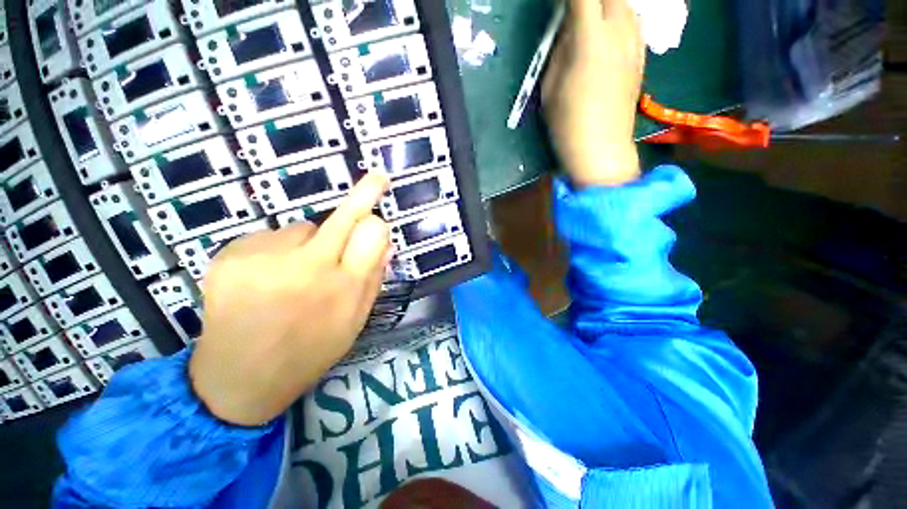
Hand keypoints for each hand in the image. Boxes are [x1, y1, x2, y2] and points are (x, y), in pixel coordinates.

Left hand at [189, 173, 391, 426]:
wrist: (238, 380)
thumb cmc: (308, 352)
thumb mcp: (354, 323)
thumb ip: (373, 279)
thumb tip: (386, 243)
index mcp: (344, 289)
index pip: (372, 235)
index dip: (377, 223)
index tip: (381, 205)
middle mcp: (308, 268)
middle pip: (343, 217)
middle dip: (364, 193)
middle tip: (378, 177)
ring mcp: (264, 259)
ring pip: (304, 227)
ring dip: (309, 242)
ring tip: (292, 275)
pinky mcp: (230, 255)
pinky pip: (270, 236)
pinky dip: (276, 250)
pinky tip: (265, 278)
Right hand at [542, 0, 645, 186]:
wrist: (602, 150)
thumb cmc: (568, 124)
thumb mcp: (550, 88)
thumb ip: (559, 52)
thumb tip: (567, 31)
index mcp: (590, 39)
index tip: (558, 4)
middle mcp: (618, 32)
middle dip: (589, 0)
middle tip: (573, 12)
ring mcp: (634, 44)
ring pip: (625, 4)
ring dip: (606, 5)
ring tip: (591, 19)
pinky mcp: (641, 57)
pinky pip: (634, 22)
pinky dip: (619, 18)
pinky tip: (608, 32)